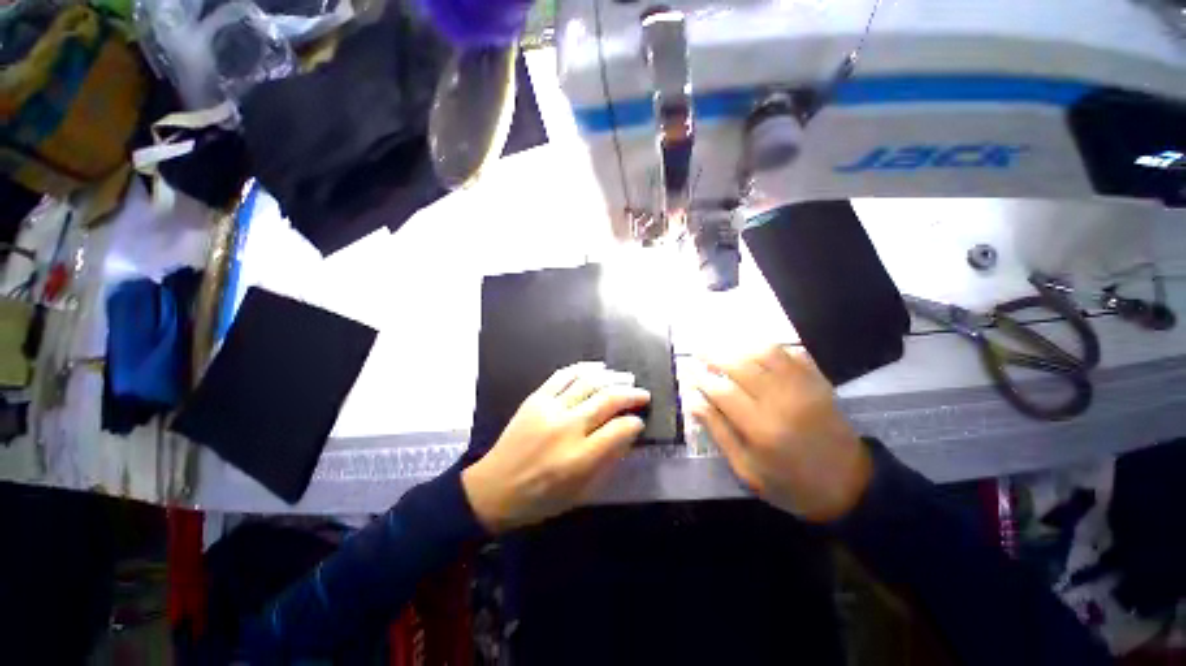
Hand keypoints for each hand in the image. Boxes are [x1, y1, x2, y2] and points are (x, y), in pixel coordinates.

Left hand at [462, 362, 649, 533]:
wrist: (493, 488)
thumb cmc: (540, 498)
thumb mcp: (580, 492)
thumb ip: (607, 461)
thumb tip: (627, 434)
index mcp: (579, 458)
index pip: (619, 430)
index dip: (635, 423)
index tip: (639, 421)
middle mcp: (567, 428)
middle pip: (607, 400)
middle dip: (631, 395)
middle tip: (643, 394)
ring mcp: (550, 409)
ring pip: (588, 383)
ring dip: (612, 378)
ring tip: (626, 378)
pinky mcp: (536, 398)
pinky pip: (563, 375)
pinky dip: (583, 368)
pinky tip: (598, 368)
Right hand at [688, 346, 871, 522]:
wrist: (850, 487)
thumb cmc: (790, 483)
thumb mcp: (746, 468)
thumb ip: (718, 431)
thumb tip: (693, 400)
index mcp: (761, 428)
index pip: (722, 390)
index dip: (700, 377)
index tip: (686, 368)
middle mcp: (782, 401)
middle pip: (741, 365)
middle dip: (714, 353)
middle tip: (697, 349)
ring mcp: (804, 388)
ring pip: (767, 351)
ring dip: (740, 344)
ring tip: (722, 344)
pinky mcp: (819, 382)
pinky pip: (792, 353)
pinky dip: (770, 346)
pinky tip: (755, 348)